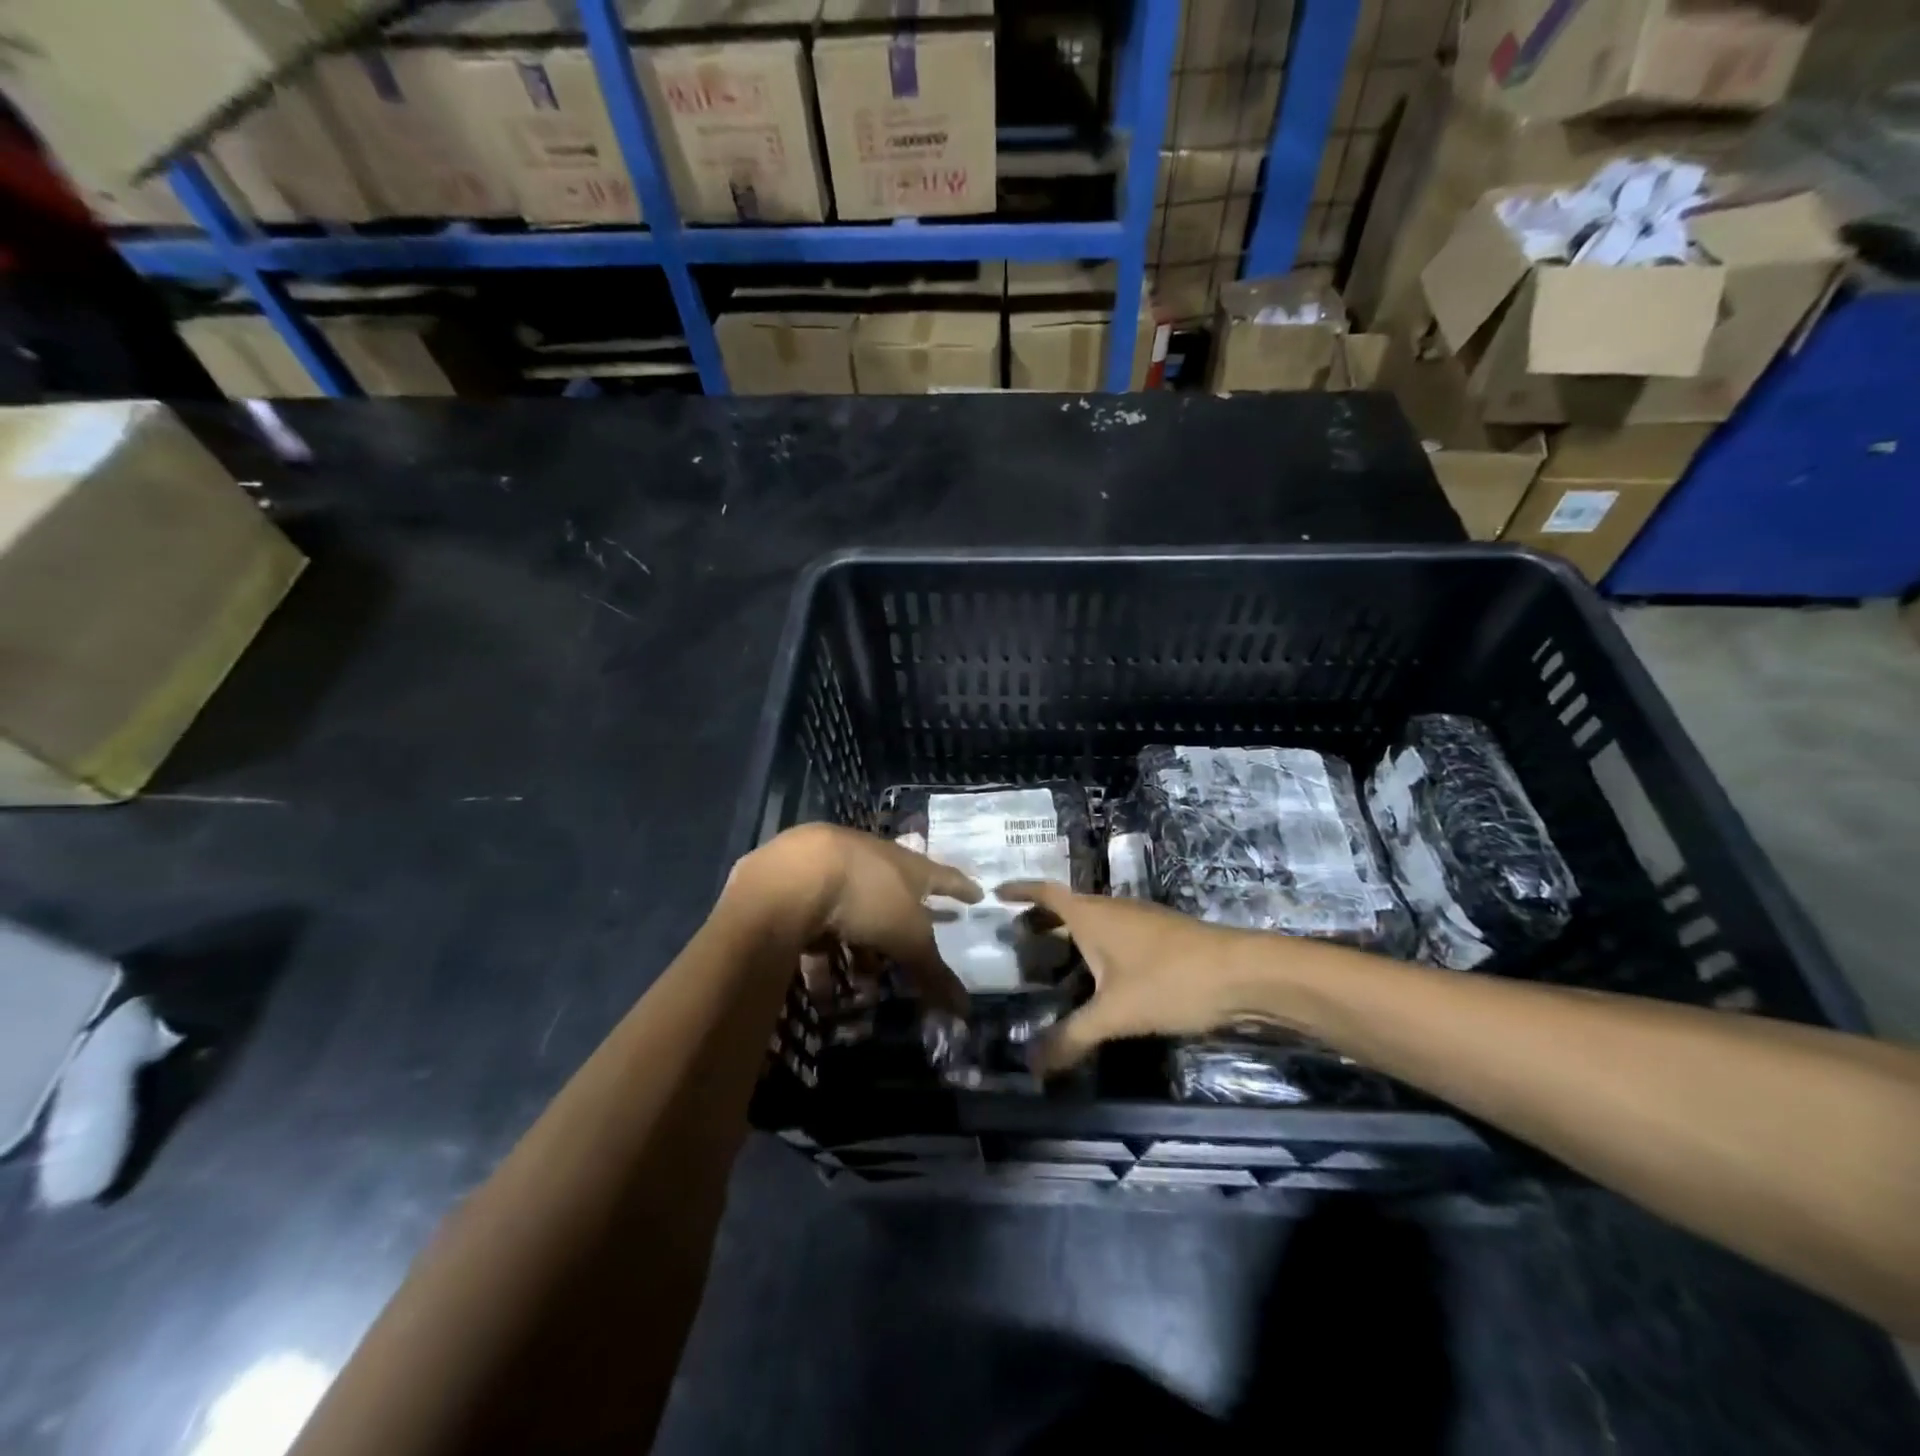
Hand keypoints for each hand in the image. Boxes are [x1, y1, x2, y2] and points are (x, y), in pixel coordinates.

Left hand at [730, 825, 981, 1012]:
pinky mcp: (799, 890)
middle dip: (899, 935)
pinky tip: (822, 990)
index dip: (961, 888)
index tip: (978, 894)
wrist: (795, 874)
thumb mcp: (908, 937)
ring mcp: (834, 873)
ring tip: (862, 987)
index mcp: (907, 865)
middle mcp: (873, 863)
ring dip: (860, 952)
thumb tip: (966, 1010)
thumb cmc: (868, 895)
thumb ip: (932, 972)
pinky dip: (825, 959)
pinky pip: (819, 930)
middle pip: (894, 900)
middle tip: (905, 961)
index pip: (943, 876)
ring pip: (854, 917)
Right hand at [996, 881, 1257, 1072]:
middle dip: (1041, 920)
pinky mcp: (1161, 939)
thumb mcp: (1115, 1013)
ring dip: (1069, 936)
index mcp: (1092, 915)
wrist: (1243, 974)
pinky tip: (1098, 979)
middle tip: (1017, 938)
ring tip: (1050, 962)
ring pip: (1094, 923)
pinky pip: (1114, 937)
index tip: (996, 894)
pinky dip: (1094, 950)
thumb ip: (1072, 1038)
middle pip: (1068, 907)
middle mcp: (1113, 910)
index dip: (1020, 891)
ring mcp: (1140, 922)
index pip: (1046, 893)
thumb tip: (1031, 1067)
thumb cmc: (1170, 981)